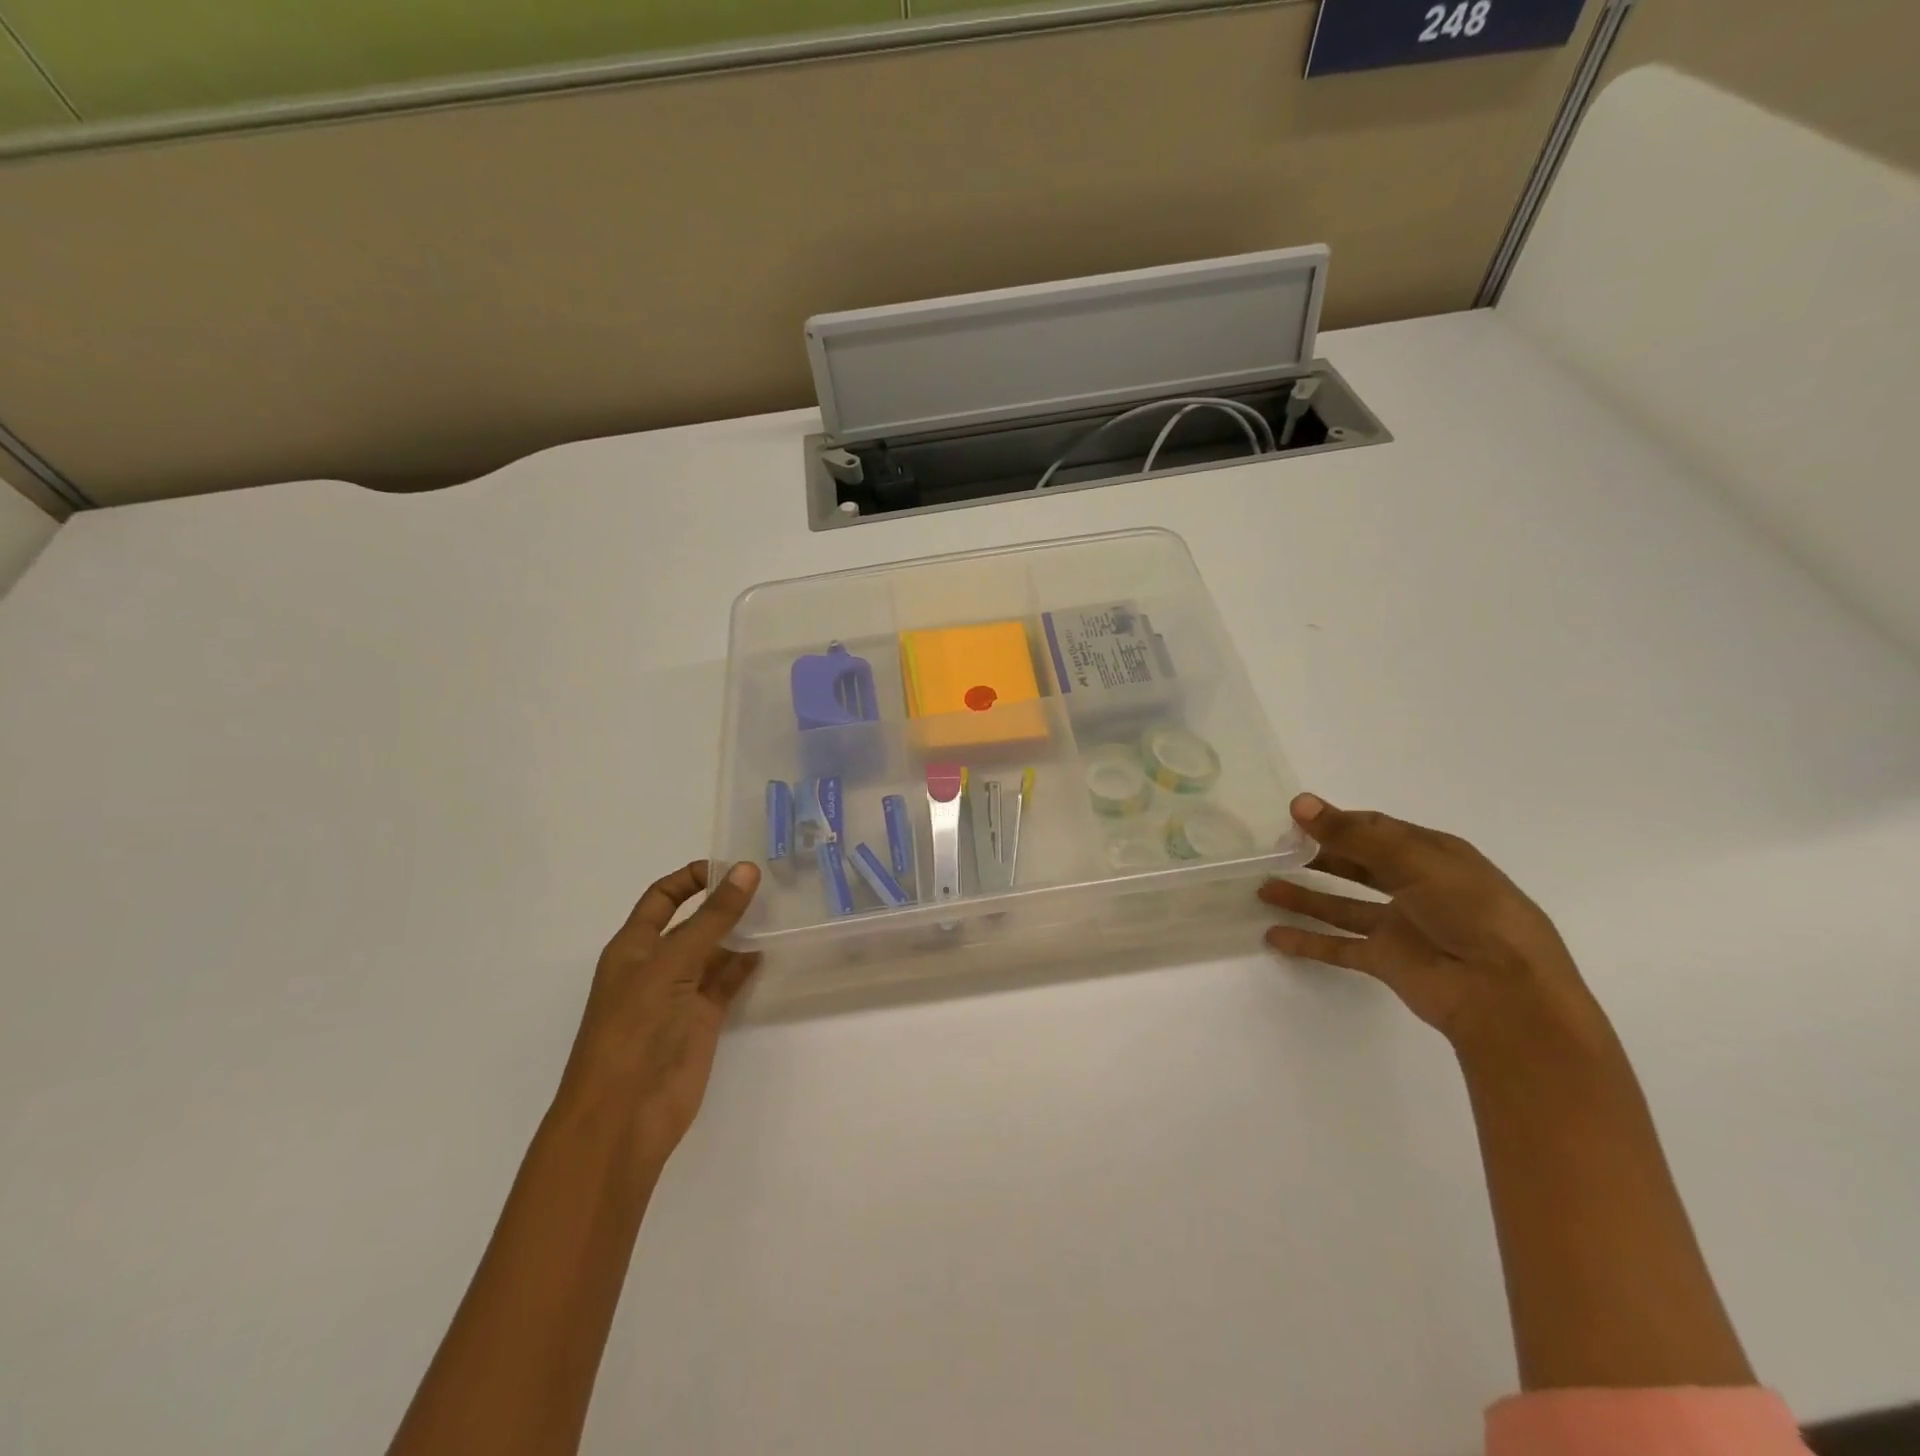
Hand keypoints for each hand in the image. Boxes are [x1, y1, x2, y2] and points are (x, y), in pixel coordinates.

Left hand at [554, 861, 761, 1171]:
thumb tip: (745, 870)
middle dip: (723, 903)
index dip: (691, 878)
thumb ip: (712, 918)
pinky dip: (746, 966)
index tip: (730, 867)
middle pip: (693, 922)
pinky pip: (727, 983)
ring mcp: (681, 994)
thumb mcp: (671, 964)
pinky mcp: (702, 1020)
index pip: (662, 897)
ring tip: (779, 912)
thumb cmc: (634, 1030)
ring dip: (740, 933)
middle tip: (769, 884)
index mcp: (634, 946)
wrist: (624, 1116)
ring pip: (715, 952)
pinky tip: (769, 951)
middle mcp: (657, 965)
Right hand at [1259, 794, 1602, 1051]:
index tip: (1293, 817)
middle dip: (1318, 855)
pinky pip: (1339, 946)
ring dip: (1304, 896)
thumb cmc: (1471, 913)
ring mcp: (1400, 926)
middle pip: (1357, 864)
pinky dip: (1308, 941)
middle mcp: (1416, 887)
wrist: (1505, 994)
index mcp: (1434, 855)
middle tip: (1273, 849)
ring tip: (1262, 887)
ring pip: (1341, 904)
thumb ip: (1353, 836)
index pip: (1377, 829)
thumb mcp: (1415, 862)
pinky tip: (1274, 935)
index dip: (1337, 821)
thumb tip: (1299, 803)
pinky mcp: (1387, 961)